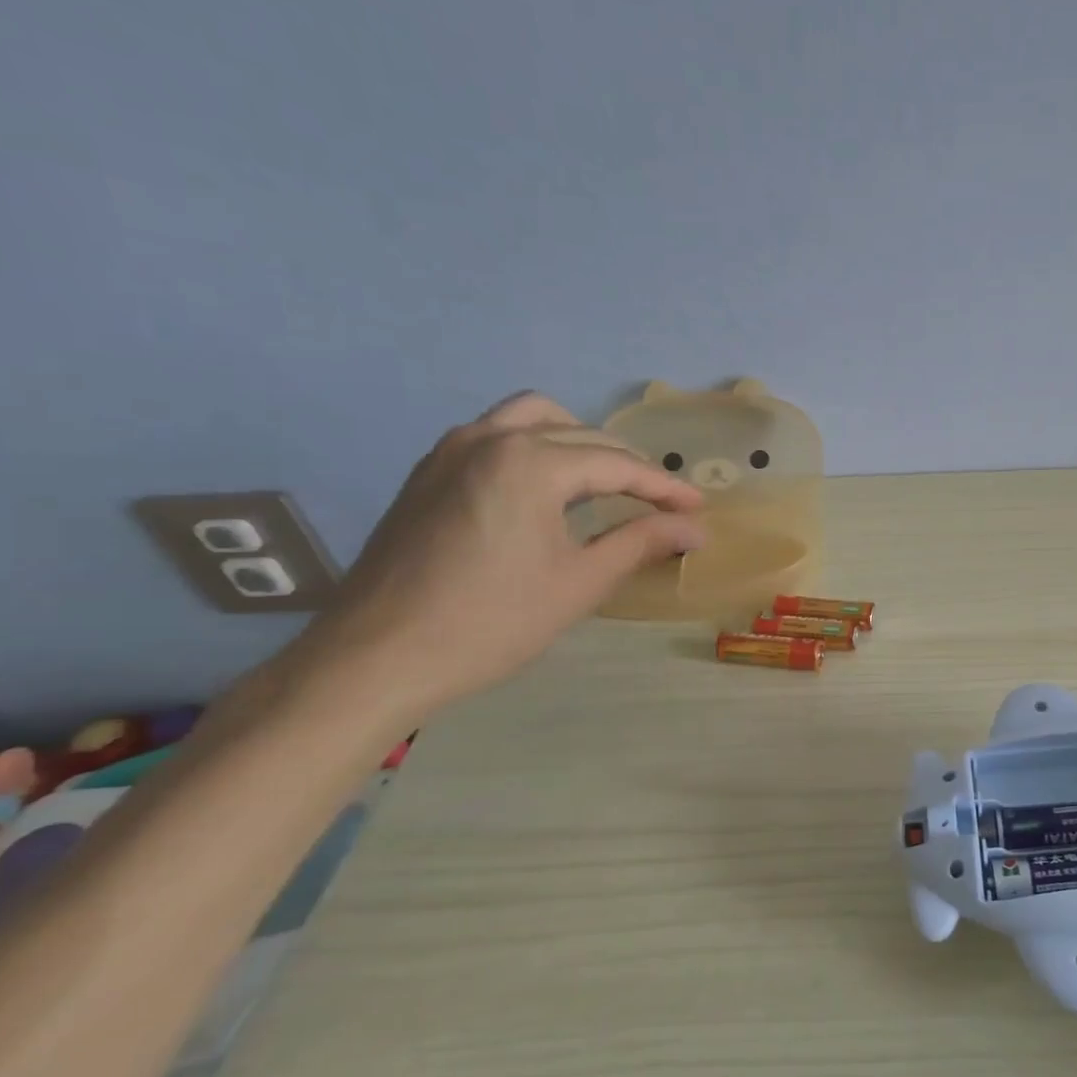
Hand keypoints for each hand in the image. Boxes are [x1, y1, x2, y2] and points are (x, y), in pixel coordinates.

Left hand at [287, 393, 703, 726]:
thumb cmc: (491, 622)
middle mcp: (489, 439)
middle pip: (581, 436)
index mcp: (529, 463)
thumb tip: (695, 529)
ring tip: (608, 481)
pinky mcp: (427, 472)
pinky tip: (548, 488)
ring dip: (580, 442)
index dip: (664, 487)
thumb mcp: (580, 583)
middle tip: (664, 503)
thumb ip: (641, 542)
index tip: (699, 507)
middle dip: (629, 466)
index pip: (616, 464)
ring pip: (533, 419)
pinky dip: (536, 447)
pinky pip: (496, 435)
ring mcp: (450, 451)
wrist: (377, 657)